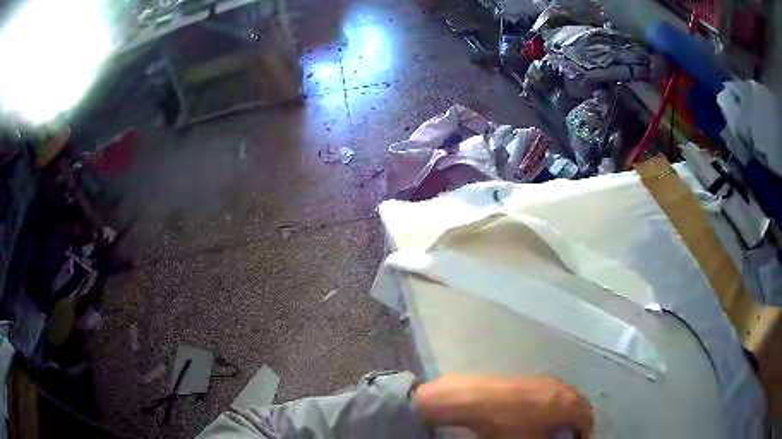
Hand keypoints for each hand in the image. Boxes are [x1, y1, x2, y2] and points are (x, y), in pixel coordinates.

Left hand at [414, 375, 592, 437]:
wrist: (477, 398)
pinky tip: (542, 413)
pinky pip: (554, 391)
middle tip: (570, 436)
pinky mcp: (533, 378)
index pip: (587, 419)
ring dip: (568, 411)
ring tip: (557, 426)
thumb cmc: (507, 425)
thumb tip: (554, 438)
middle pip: (581, 405)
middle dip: (578, 421)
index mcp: (568, 404)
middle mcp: (563, 388)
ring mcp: (547, 380)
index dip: (584, 434)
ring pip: (568, 396)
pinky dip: (556, 403)